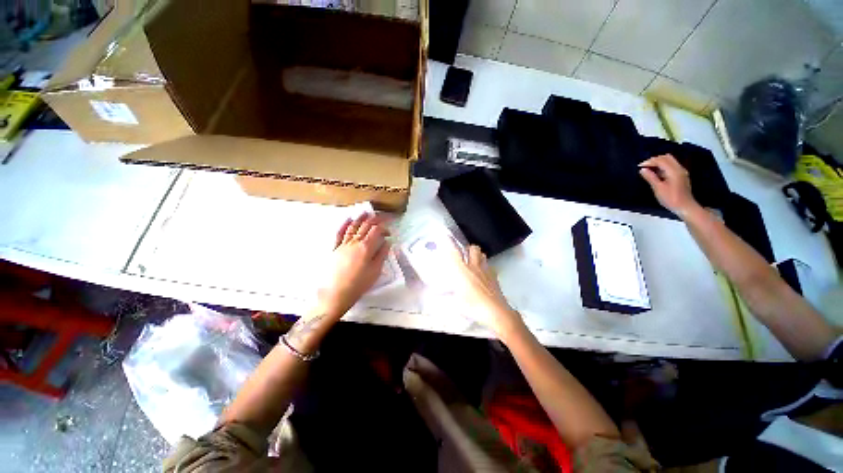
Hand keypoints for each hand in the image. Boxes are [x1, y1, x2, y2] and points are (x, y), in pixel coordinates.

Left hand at [317, 213, 390, 317]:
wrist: (335, 294)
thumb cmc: (358, 284)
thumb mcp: (375, 271)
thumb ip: (382, 254)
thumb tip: (387, 242)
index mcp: (366, 247)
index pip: (377, 230)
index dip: (384, 227)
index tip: (390, 230)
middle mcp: (355, 242)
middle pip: (365, 226)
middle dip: (375, 219)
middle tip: (382, 216)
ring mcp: (343, 244)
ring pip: (353, 226)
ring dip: (360, 218)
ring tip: (366, 212)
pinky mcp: (334, 249)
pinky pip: (339, 233)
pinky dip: (344, 225)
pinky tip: (348, 219)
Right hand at [447, 243, 524, 337]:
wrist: (496, 312)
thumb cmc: (473, 306)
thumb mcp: (456, 303)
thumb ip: (446, 296)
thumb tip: (436, 295)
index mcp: (462, 271)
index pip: (455, 253)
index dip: (450, 243)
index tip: (446, 237)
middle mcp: (474, 267)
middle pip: (473, 248)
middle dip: (468, 248)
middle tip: (464, 254)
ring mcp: (486, 270)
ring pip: (483, 255)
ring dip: (477, 255)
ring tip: (473, 261)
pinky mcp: (494, 276)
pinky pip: (489, 266)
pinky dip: (485, 266)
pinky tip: (483, 274)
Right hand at [638, 154, 698, 216]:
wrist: (685, 206)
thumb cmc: (670, 198)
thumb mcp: (658, 188)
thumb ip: (650, 177)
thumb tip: (642, 169)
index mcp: (673, 171)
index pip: (661, 160)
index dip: (649, 162)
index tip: (639, 167)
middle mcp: (679, 168)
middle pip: (666, 157)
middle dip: (654, 160)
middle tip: (644, 167)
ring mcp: (681, 172)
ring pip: (669, 161)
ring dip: (659, 163)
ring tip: (649, 170)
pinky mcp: (681, 176)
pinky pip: (671, 166)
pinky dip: (663, 166)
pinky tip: (656, 173)